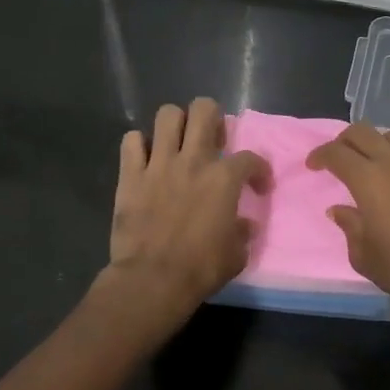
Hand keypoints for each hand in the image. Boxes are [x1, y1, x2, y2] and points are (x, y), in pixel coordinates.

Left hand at [103, 97, 268, 318]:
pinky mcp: (130, 175)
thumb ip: (242, 233)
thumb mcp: (236, 255)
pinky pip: (131, 141)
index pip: (250, 158)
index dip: (259, 170)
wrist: (152, 280)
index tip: (258, 187)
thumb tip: (244, 224)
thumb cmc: (200, 269)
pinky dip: (138, 146)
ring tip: (178, 143)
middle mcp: (193, 161)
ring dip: (175, 125)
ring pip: (167, 115)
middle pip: (204, 110)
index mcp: (223, 179)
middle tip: (211, 141)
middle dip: (212, 119)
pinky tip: (145, 160)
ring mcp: (158, 164)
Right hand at [307, 123, 389, 321]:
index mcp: (370, 181)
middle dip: (344, 140)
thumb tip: (339, 210)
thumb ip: (349, 226)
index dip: (320, 155)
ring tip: (371, 164)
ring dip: (376, 144)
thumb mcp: (363, 255)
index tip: (313, 165)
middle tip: (338, 158)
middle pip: (364, 132)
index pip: (337, 153)